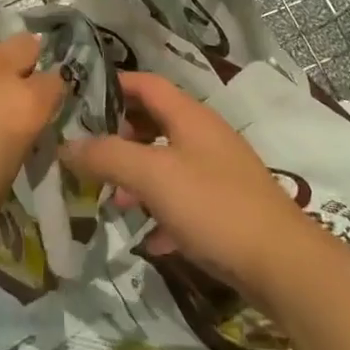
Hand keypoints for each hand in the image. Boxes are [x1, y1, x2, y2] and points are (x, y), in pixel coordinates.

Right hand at [61, 72, 318, 304]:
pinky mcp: (228, 208)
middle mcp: (205, 136)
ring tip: (112, 200)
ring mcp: (219, 172)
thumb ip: (108, 156)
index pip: (145, 83)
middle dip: (120, 135)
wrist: (283, 265)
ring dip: (138, 176)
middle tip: (88, 154)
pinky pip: (185, 200)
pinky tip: (149, 239)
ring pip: (168, 162)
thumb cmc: (214, 206)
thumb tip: (66, 145)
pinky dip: (162, 211)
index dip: (112, 85)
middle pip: (154, 121)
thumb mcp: (153, 177)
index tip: (79, 100)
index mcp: (189, 116)